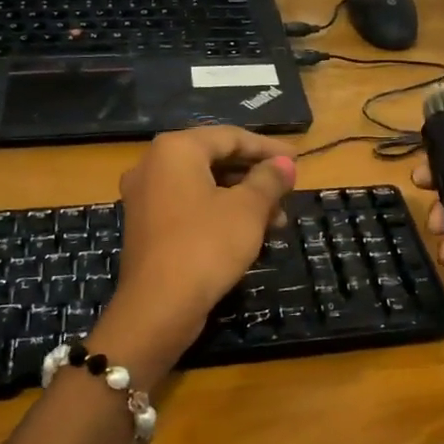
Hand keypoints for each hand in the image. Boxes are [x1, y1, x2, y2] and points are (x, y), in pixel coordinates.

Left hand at [110, 127, 296, 344]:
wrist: (158, 307)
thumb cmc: (207, 245)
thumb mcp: (248, 210)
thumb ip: (269, 180)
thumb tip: (285, 164)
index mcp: (175, 150)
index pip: (230, 136)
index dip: (268, 148)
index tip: (298, 160)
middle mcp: (153, 165)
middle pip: (215, 159)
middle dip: (256, 177)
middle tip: (288, 192)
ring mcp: (145, 197)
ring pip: (204, 186)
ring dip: (242, 198)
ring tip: (277, 221)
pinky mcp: (147, 226)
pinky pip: (190, 206)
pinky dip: (220, 212)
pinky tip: (249, 233)